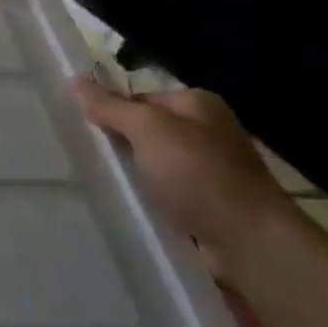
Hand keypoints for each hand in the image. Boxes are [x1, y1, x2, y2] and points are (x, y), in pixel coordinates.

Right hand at [71, 74, 292, 278]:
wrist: (252, 247)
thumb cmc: (199, 174)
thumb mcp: (147, 129)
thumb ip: (110, 106)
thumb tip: (75, 79)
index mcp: (198, 104)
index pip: (140, 98)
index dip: (112, 110)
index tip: (85, 128)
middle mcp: (208, 134)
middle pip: (148, 132)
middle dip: (121, 145)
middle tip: (89, 157)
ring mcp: (212, 173)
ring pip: (155, 167)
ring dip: (135, 176)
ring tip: (103, 184)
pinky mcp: (210, 209)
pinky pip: (167, 196)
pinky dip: (150, 201)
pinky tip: (130, 207)